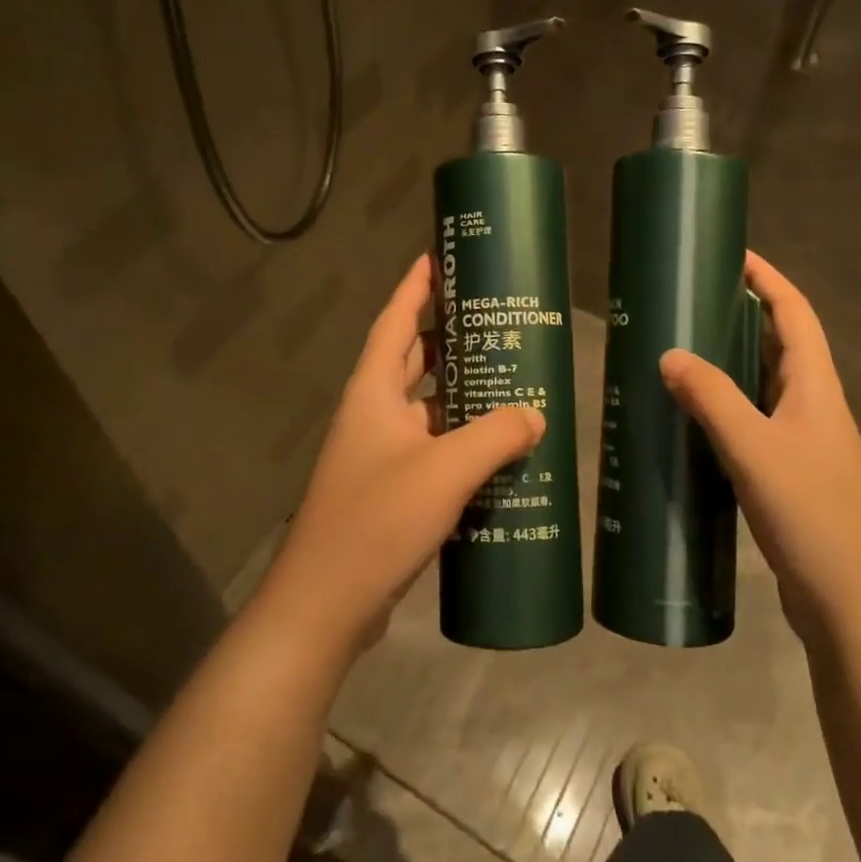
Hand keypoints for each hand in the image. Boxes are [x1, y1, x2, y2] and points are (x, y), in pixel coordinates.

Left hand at [254, 254, 544, 656]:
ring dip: (457, 389)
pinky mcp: (390, 489)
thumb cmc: (376, 521)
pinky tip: (495, 447)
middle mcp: (373, 414)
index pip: (395, 322)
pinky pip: (430, 446)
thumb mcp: (444, 471)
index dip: (415, 287)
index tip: (438, 257)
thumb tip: (535, 415)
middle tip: (491, 318)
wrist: (325, 604)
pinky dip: (458, 437)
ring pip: (424, 405)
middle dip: (445, 334)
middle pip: (411, 358)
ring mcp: (379, 454)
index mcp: (373, 393)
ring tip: (504, 375)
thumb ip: (495, 436)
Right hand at [658, 251, 860, 643]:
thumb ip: (712, 399)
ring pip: (765, 386)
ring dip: (731, 363)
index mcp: (817, 389)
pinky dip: (726, 408)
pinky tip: (691, 421)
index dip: (767, 279)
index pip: (795, 314)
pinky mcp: (790, 475)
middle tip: (691, 303)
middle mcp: (815, 408)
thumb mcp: (755, 451)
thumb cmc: (812, 517)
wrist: (853, 607)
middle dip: (743, 316)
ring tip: (682, 352)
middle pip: (781, 344)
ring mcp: (804, 444)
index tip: (732, 254)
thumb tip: (668, 354)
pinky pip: (754, 423)